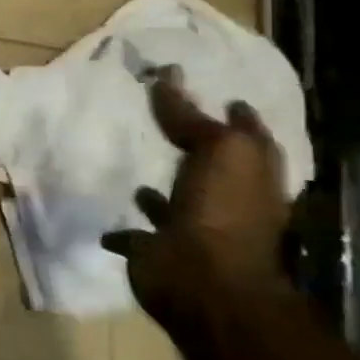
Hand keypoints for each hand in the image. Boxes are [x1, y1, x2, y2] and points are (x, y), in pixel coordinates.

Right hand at [102, 70, 290, 316]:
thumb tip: (170, 76)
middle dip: (196, 147)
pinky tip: (108, 218)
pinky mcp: (158, 251)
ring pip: (176, 201)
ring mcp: (193, 229)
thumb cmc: (223, 212)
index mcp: (251, 177)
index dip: (236, 116)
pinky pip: (137, 233)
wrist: (205, 284)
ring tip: (136, 164)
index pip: (247, 137)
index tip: (220, 94)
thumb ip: (192, 116)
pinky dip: (126, 228)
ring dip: (161, 190)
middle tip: (165, 119)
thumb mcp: (219, 151)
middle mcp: (227, 203)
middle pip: (212, 168)